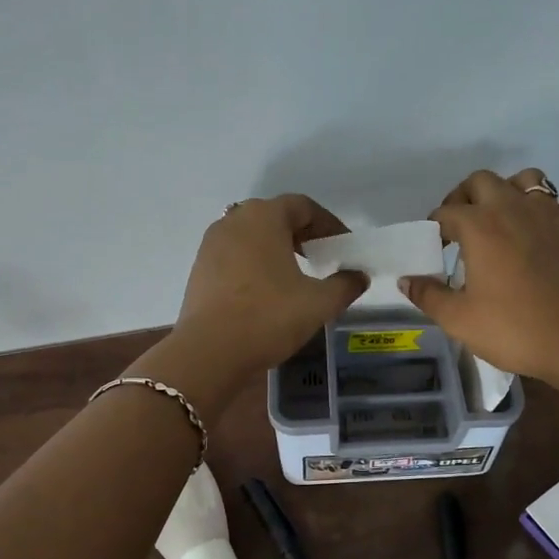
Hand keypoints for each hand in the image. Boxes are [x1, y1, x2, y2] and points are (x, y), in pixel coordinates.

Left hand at [171, 195, 369, 385]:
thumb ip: (345, 285)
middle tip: (322, 258)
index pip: (303, 206)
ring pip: (252, 237)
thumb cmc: (269, 317)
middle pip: (275, 217)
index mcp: (264, 217)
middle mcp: (234, 221)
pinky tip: (266, 292)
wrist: (210, 352)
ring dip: (276, 249)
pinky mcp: (200, 269)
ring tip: (295, 276)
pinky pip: (234, 256)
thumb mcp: (319, 303)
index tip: (343, 247)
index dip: (328, 224)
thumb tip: (359, 277)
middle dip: (302, 234)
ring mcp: (211, 245)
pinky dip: (254, 265)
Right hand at [398, 169, 558, 384]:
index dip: (435, 227)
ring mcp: (553, 219)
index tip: (434, 248)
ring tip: (505, 217)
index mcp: (480, 226)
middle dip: (466, 196)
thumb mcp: (456, 318)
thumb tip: (407, 280)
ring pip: (533, 180)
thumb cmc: (510, 329)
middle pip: (484, 180)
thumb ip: (427, 295)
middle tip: (462, 226)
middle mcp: (515, 210)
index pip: (446, 212)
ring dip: (515, 190)